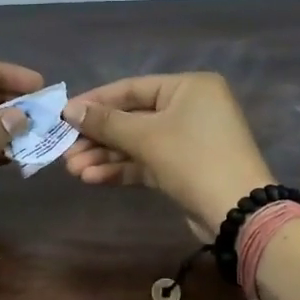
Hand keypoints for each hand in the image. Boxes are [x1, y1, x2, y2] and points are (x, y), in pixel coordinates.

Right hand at [61, 73, 274, 239]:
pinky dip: (121, 169)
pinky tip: (92, 178)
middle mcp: (190, 108)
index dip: (95, 101)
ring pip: (136, 143)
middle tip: (65, 149)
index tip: (63, 115)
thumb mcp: (146, 136)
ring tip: (73, 169)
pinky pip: (145, 162)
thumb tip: (70, 110)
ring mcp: (187, 140)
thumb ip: (105, 122)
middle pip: (131, 117)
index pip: (132, 88)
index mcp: (188, 88)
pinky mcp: (182, 168)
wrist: (236, 211)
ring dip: (104, 156)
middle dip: (97, 137)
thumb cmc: (192, 158)